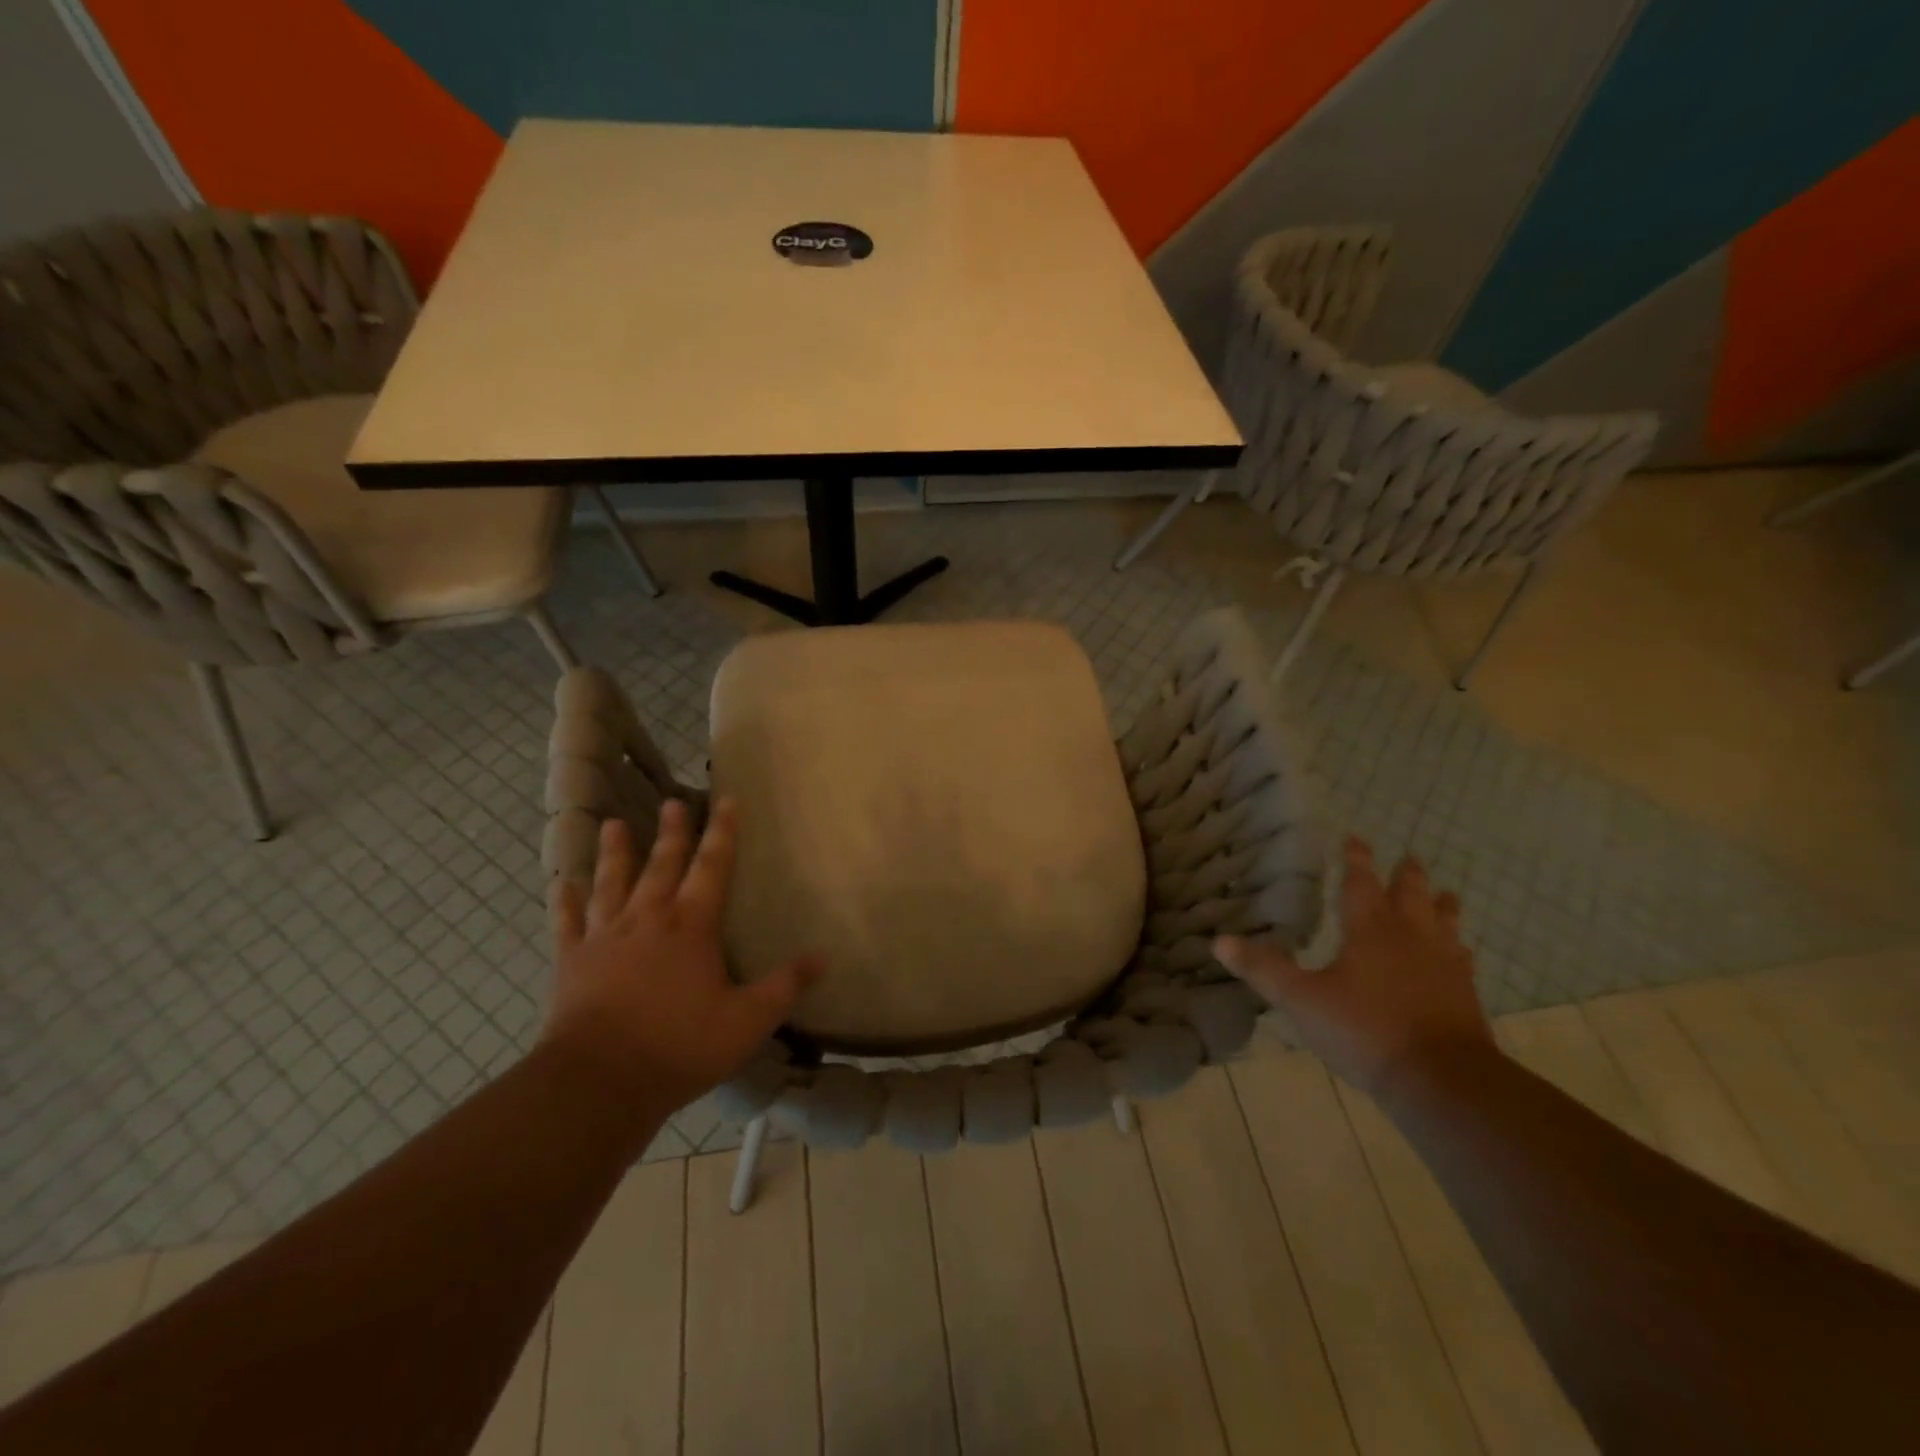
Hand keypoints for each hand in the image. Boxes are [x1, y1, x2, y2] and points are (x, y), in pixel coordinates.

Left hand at [543, 799, 822, 1114]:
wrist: (599, 1080)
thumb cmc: (680, 1045)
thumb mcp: (747, 1020)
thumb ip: (785, 986)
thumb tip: (822, 956)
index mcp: (691, 926)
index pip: (713, 867)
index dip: (722, 832)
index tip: (726, 799)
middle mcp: (648, 918)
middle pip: (662, 865)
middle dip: (671, 832)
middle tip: (672, 802)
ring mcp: (605, 937)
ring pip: (612, 883)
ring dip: (614, 853)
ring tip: (612, 824)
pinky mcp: (571, 961)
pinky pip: (568, 923)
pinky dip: (566, 902)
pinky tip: (562, 884)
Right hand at [1214, 836, 1492, 1096]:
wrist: (1442, 1079)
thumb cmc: (1365, 1031)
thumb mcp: (1301, 1000)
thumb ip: (1263, 970)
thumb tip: (1218, 941)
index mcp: (1369, 931)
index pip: (1359, 884)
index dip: (1355, 860)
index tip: (1355, 837)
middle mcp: (1409, 938)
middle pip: (1410, 896)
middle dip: (1405, 875)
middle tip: (1409, 856)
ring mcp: (1443, 965)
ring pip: (1444, 923)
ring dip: (1441, 905)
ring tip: (1445, 893)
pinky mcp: (1465, 994)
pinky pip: (1462, 958)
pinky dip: (1458, 947)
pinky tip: (1460, 952)